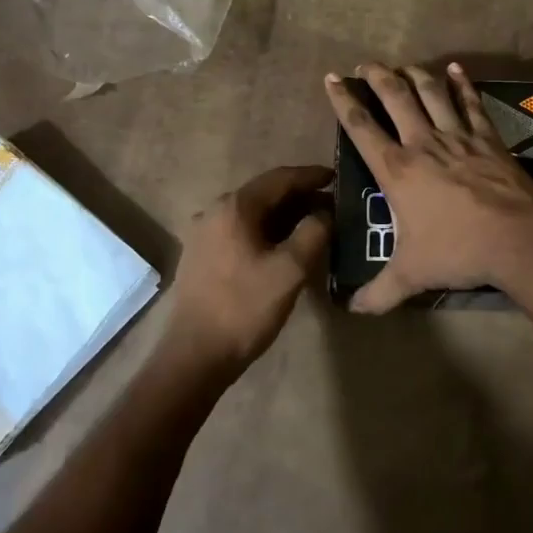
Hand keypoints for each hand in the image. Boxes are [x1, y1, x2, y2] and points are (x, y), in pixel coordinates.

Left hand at [163, 165, 332, 377]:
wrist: (195, 355)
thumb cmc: (245, 308)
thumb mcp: (290, 270)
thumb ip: (313, 232)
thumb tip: (325, 213)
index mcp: (235, 207)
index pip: (280, 178)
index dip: (311, 176)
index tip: (337, 177)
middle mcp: (215, 211)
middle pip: (265, 194)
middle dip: (300, 197)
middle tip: (332, 205)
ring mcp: (204, 233)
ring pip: (253, 214)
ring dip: (284, 216)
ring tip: (314, 225)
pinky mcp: (201, 255)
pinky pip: (240, 231)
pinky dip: (266, 231)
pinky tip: (283, 246)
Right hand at [325, 62, 532, 313]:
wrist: (517, 239)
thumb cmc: (457, 252)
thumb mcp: (412, 275)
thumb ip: (379, 291)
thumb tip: (352, 310)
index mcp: (397, 170)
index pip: (361, 128)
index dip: (343, 100)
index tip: (331, 78)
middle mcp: (423, 143)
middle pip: (395, 97)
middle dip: (376, 76)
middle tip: (364, 64)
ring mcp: (458, 136)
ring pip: (431, 93)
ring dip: (414, 74)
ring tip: (403, 65)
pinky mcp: (488, 138)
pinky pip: (471, 103)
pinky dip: (462, 84)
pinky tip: (456, 69)